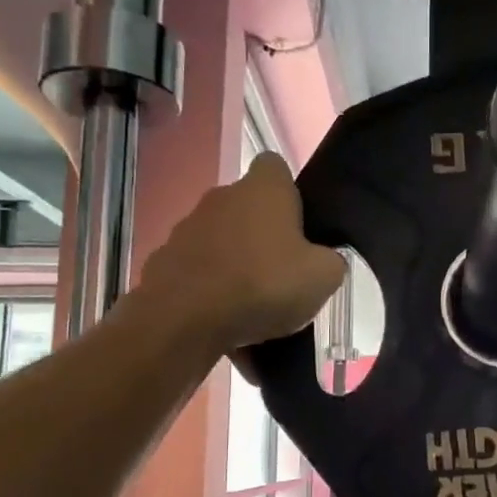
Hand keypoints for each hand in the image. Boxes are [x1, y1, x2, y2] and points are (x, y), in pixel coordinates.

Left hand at [139, 153, 345, 355]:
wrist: (185, 319)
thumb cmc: (263, 284)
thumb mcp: (323, 278)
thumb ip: (331, 262)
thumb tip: (326, 261)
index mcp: (263, 189)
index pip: (276, 168)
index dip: (290, 193)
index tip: (301, 225)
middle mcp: (221, 197)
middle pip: (248, 209)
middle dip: (264, 238)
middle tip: (284, 275)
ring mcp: (187, 229)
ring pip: (223, 244)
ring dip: (237, 268)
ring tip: (255, 312)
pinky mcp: (165, 262)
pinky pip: (200, 276)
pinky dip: (212, 296)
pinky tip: (227, 328)